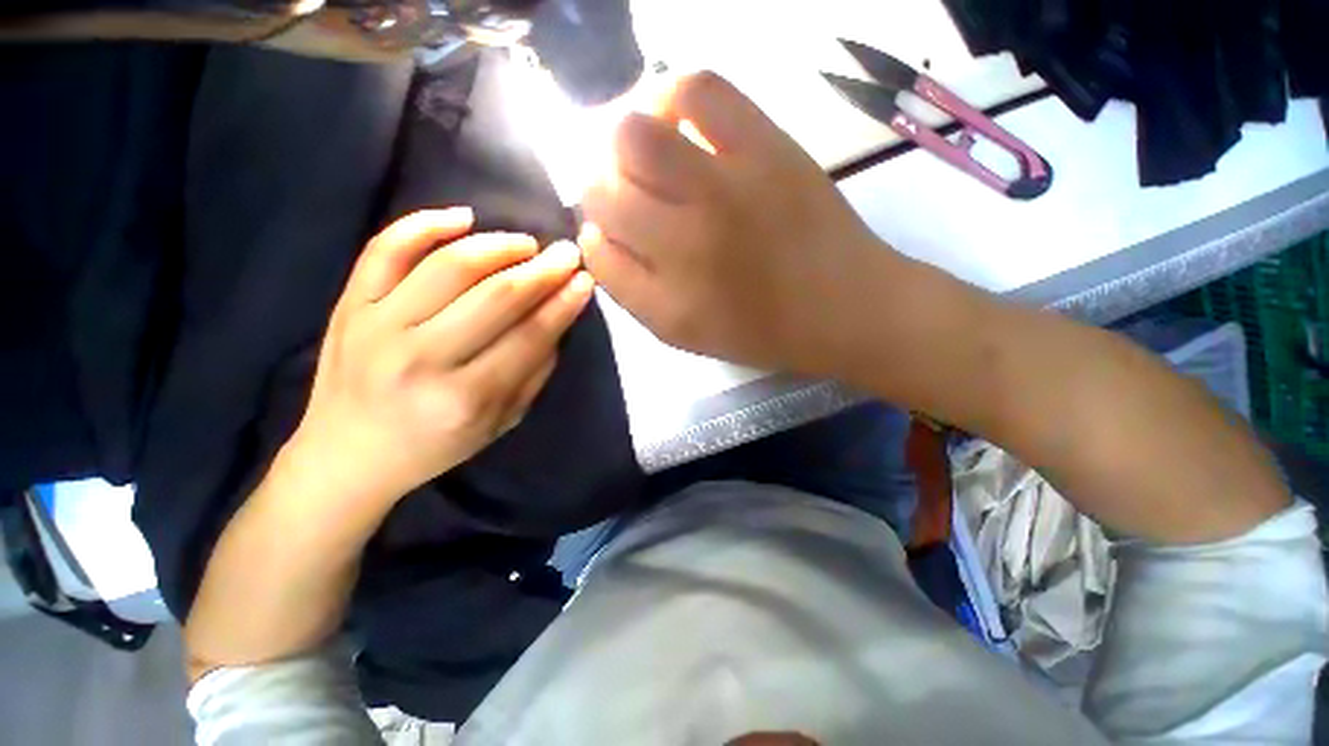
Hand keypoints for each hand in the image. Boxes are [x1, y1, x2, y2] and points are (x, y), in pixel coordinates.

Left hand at [285, 208, 593, 511]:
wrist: (348, 455)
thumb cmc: (435, 445)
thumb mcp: (501, 423)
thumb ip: (534, 373)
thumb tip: (558, 319)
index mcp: (465, 398)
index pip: (529, 336)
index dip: (563, 303)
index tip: (585, 280)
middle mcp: (421, 358)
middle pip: (496, 296)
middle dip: (542, 269)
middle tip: (567, 254)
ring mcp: (377, 326)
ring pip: (449, 265)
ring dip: (498, 245)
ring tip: (526, 244)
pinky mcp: (348, 305)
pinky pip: (385, 250)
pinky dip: (424, 224)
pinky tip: (462, 217)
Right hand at [579, 72, 891, 373]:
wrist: (846, 306)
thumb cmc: (762, 330)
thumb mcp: (686, 335)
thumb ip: (632, 292)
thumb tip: (596, 235)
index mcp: (668, 303)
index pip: (595, 251)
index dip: (596, 237)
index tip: (613, 235)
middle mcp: (686, 245)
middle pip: (601, 192)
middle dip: (601, 193)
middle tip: (628, 197)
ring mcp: (725, 189)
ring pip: (632, 137)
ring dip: (624, 147)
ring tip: (647, 158)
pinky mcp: (766, 147)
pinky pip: (697, 91)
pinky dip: (671, 97)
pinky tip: (677, 121)